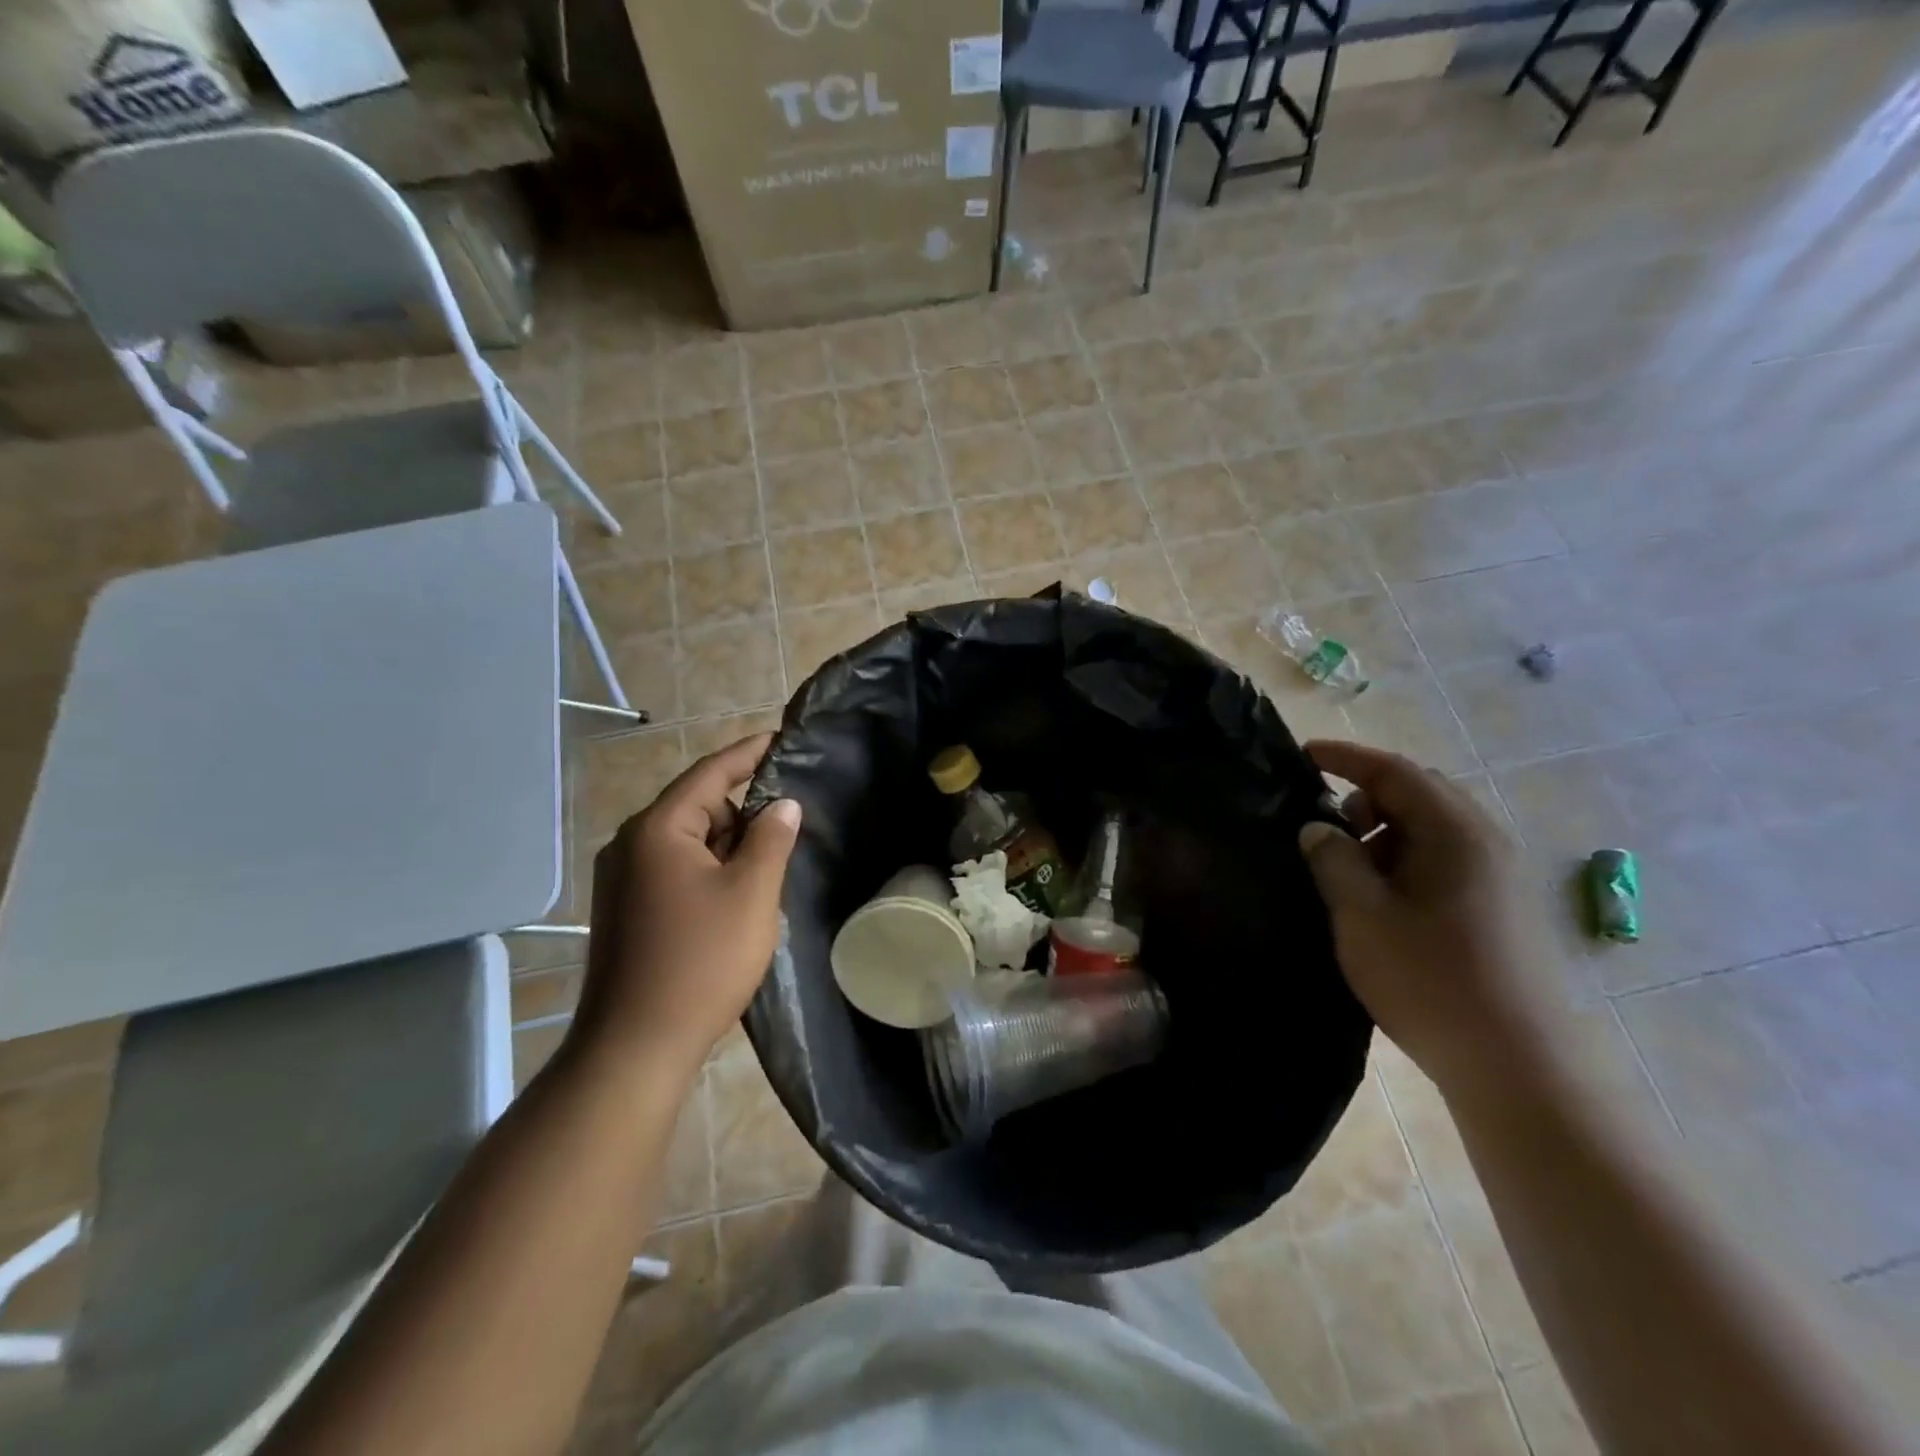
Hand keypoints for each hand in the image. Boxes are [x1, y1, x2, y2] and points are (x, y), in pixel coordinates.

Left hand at [571, 735, 801, 1083]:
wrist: (634, 1046)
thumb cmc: (700, 962)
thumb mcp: (751, 894)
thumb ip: (772, 839)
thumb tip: (783, 804)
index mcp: (658, 830)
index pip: (711, 773)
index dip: (749, 753)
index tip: (783, 738)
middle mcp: (631, 844)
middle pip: (699, 807)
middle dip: (744, 813)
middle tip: (789, 829)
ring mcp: (622, 879)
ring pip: (689, 842)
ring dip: (728, 847)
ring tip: (766, 871)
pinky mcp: (624, 909)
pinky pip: (674, 869)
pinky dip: (708, 871)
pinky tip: (735, 900)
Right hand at [1297, 740, 1557, 1100]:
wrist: (1519, 1065)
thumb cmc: (1431, 980)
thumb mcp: (1362, 915)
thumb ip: (1333, 860)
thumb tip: (1317, 828)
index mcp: (1455, 832)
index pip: (1395, 770)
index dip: (1345, 757)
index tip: (1303, 755)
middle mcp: (1485, 841)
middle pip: (1418, 793)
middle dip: (1365, 798)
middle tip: (1324, 826)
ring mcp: (1499, 875)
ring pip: (1432, 828)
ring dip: (1385, 833)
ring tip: (1348, 871)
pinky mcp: (1502, 906)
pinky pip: (1446, 858)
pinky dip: (1406, 859)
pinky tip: (1382, 899)